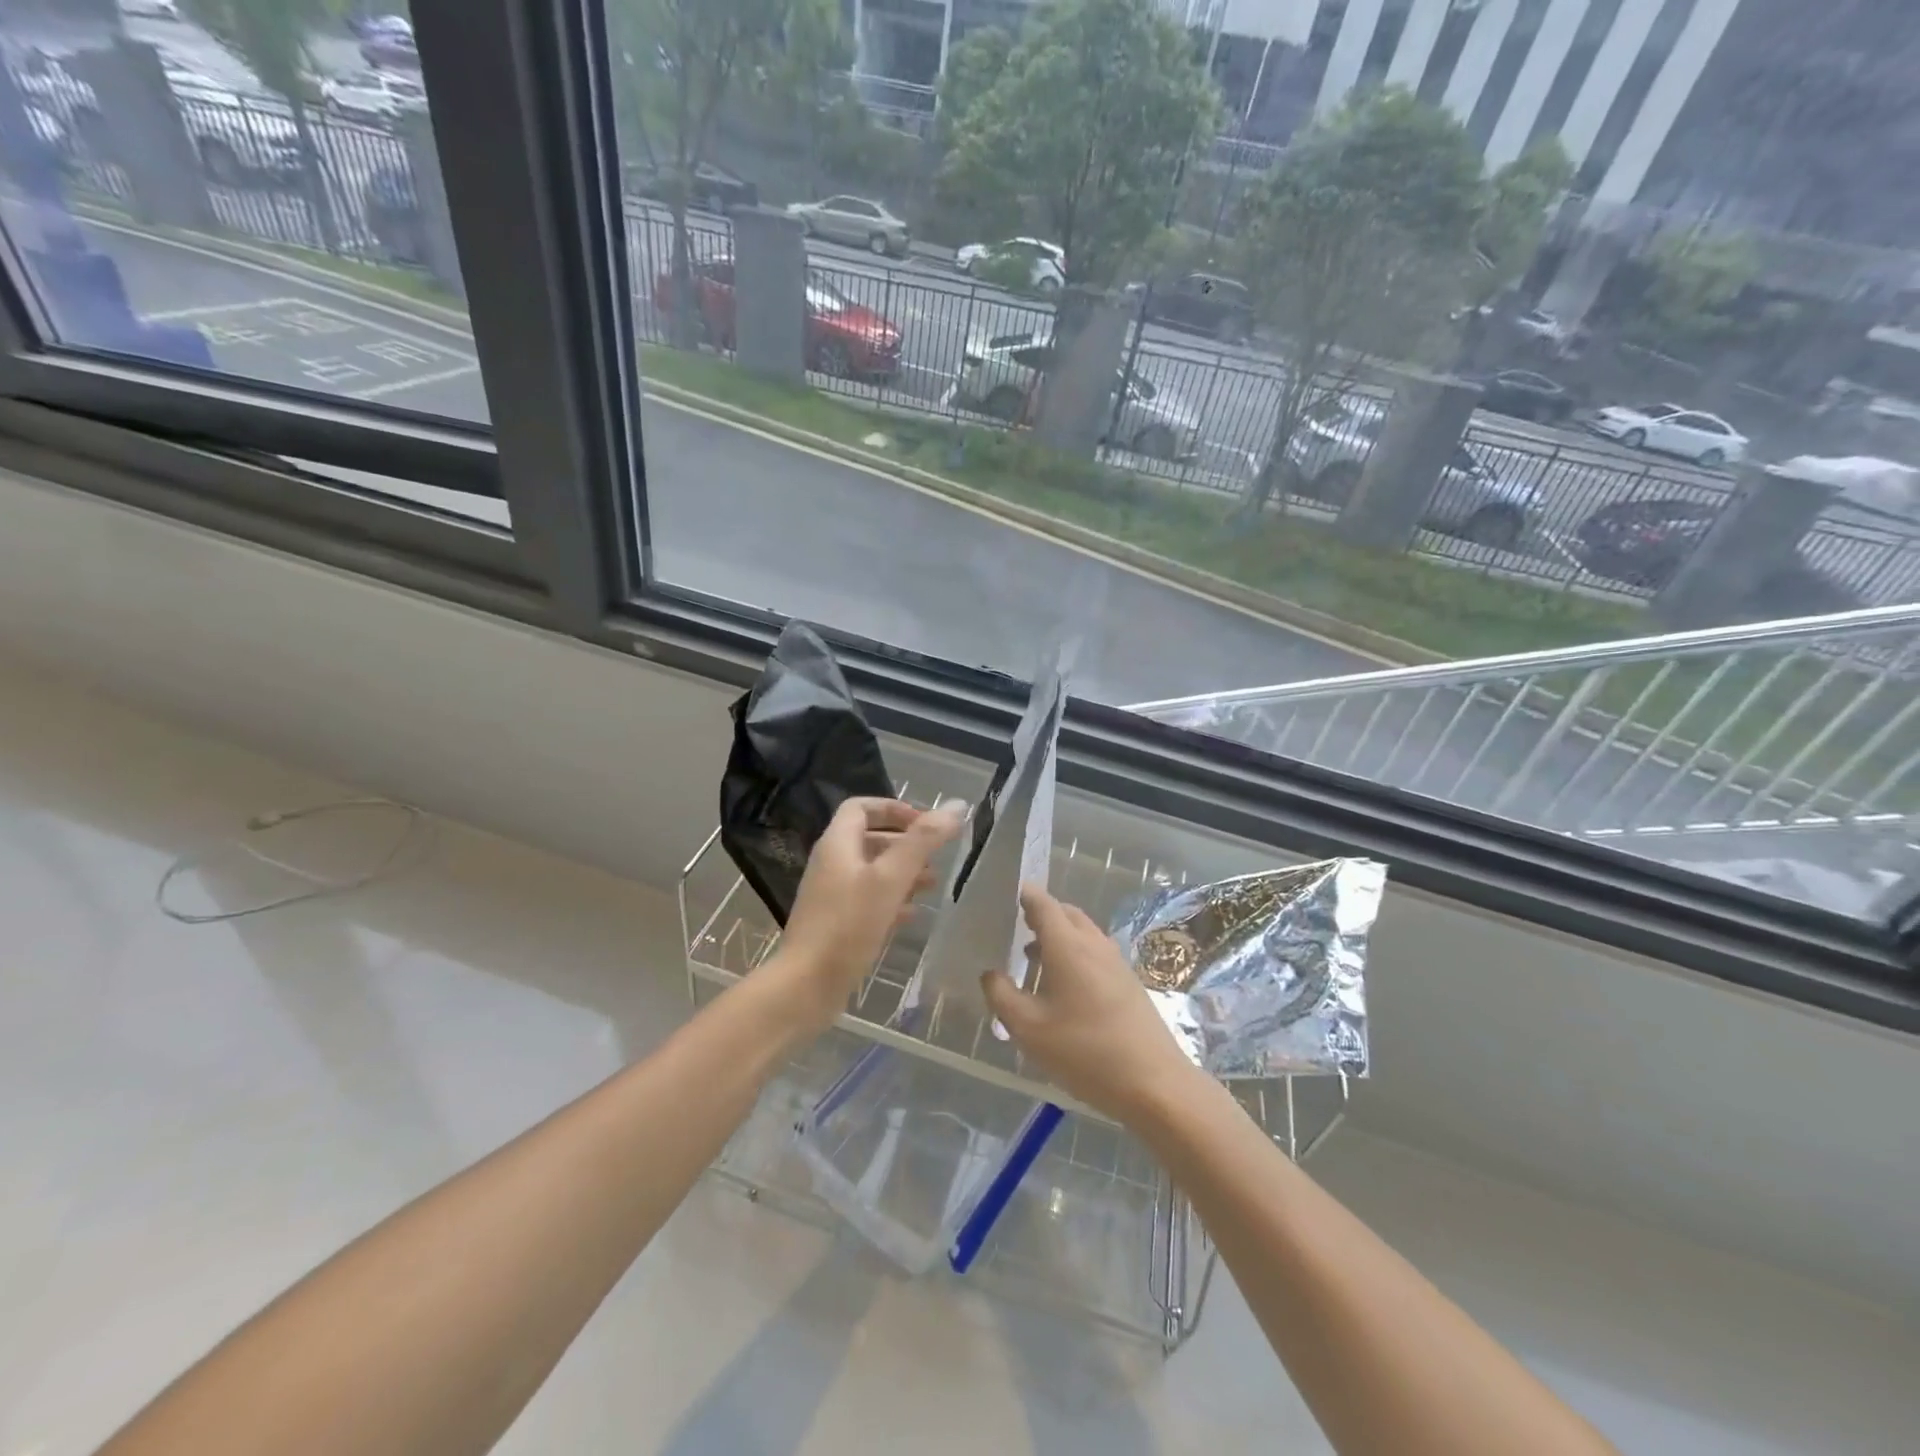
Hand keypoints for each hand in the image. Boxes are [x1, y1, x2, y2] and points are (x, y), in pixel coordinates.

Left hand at [770, 797, 964, 1033]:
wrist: (806, 986)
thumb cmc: (848, 925)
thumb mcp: (891, 878)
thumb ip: (923, 841)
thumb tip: (956, 806)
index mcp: (837, 844)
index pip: (861, 807)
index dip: (893, 808)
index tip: (924, 822)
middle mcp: (831, 864)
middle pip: (870, 839)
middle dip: (905, 843)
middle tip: (936, 857)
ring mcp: (832, 896)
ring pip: (872, 872)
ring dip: (902, 873)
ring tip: (933, 885)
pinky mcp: (836, 924)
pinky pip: (867, 901)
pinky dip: (892, 900)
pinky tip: (913, 915)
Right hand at [983, 884, 1201, 1125]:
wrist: (1154, 1083)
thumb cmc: (1085, 1052)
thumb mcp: (1029, 1029)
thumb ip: (1001, 996)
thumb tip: (990, 973)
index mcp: (1068, 945)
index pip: (1043, 903)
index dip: (1024, 895)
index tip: (1004, 894)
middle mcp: (1094, 944)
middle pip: (1065, 914)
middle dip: (1040, 914)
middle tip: (1014, 926)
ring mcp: (1116, 962)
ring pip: (1082, 933)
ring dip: (1057, 936)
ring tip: (1031, 957)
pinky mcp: (1128, 982)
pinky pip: (1094, 952)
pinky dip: (1074, 953)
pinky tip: (1062, 986)